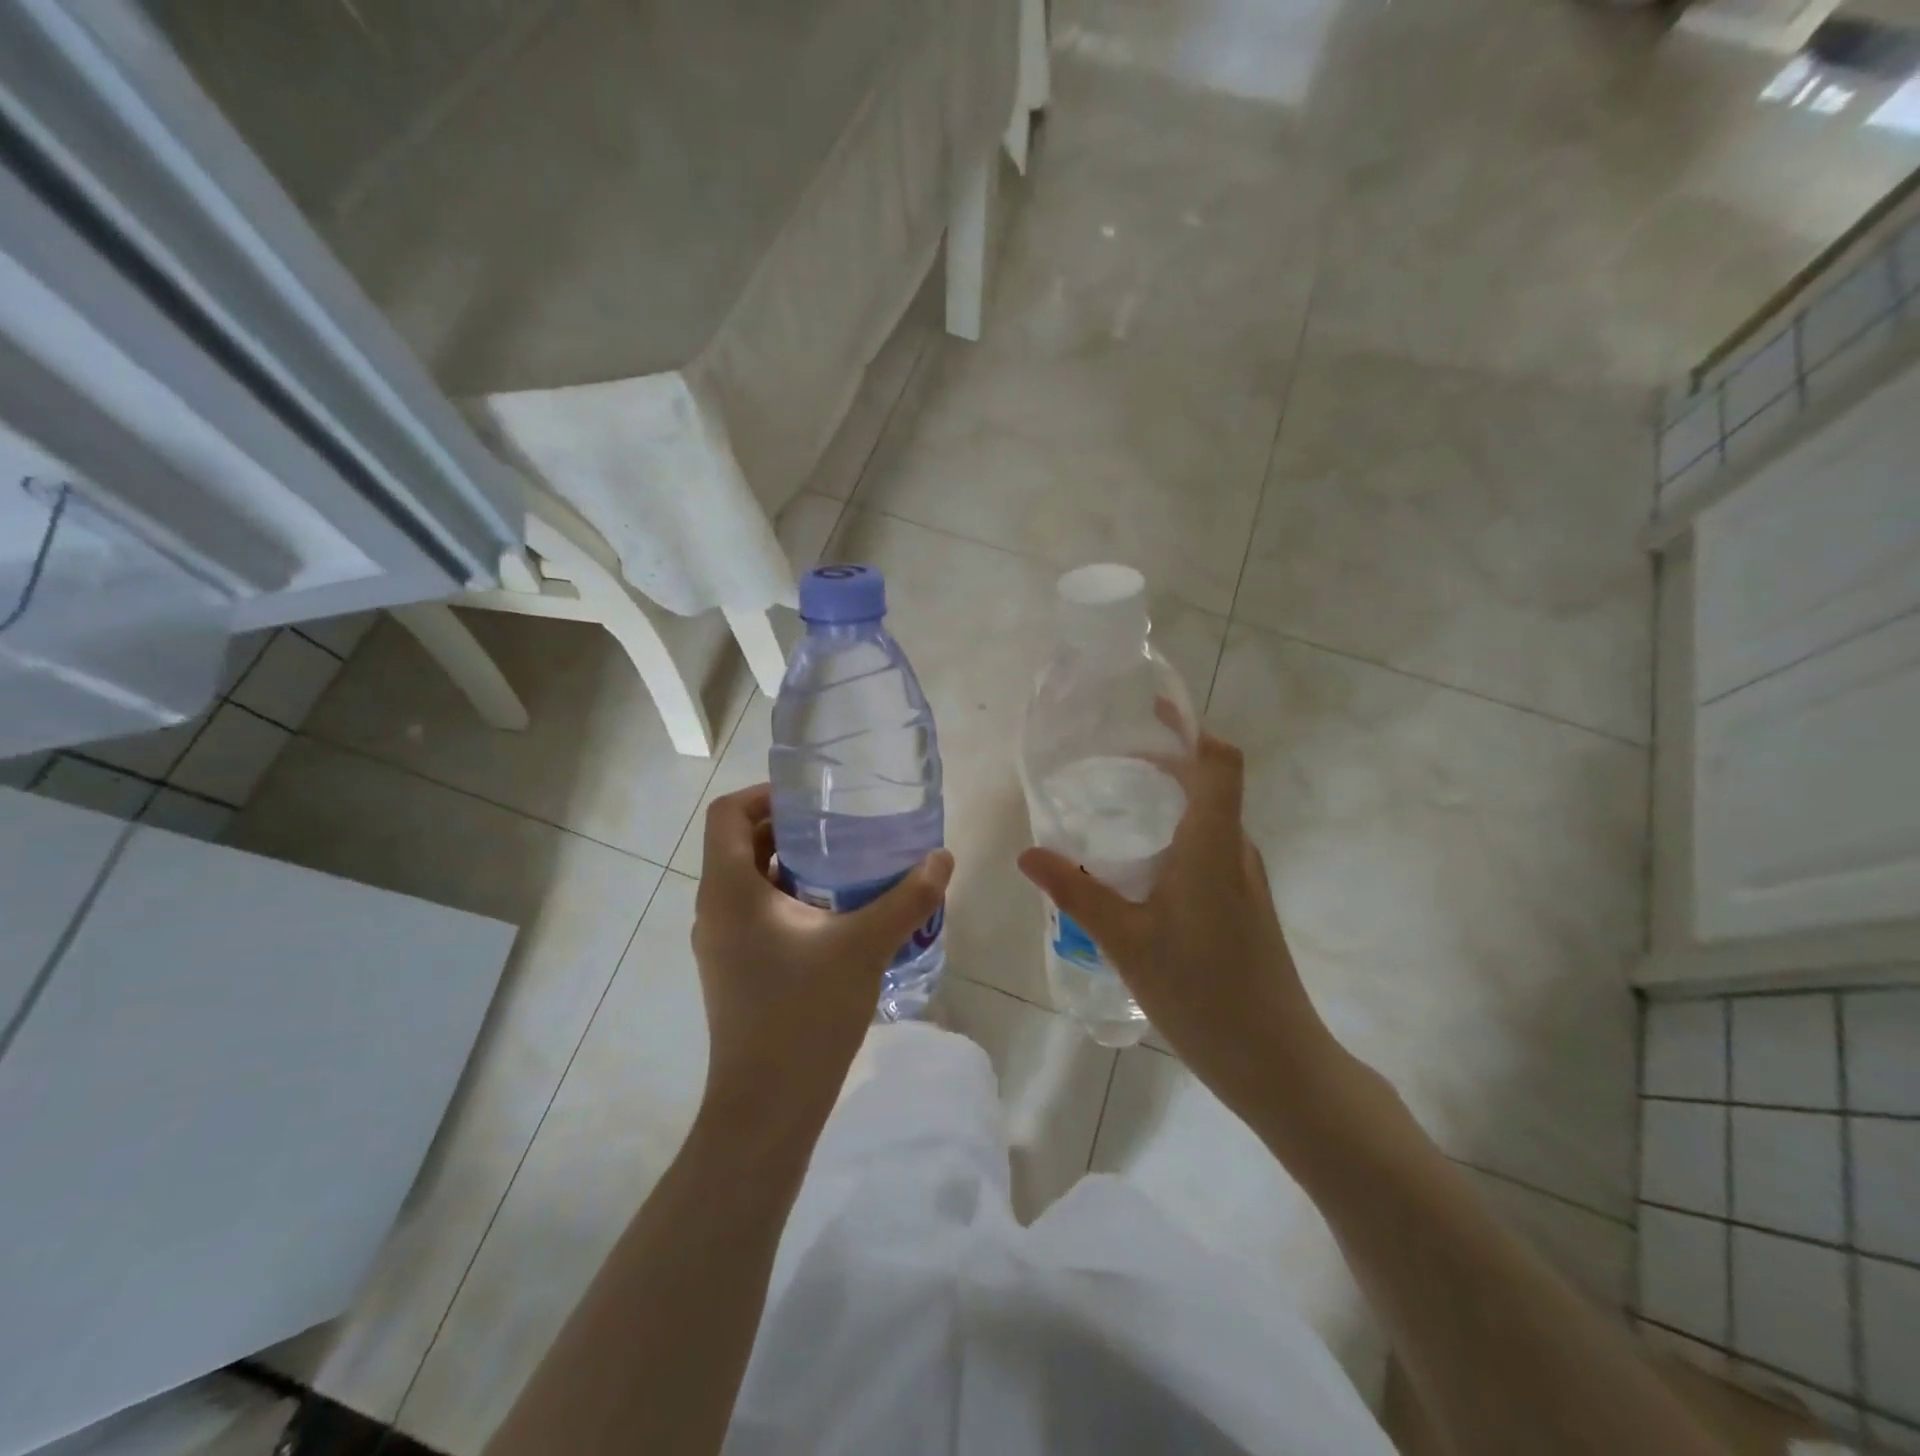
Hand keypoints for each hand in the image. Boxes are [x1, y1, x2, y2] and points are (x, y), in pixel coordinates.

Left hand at [692, 784, 953, 1135]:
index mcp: (729, 890)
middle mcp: (715, 909)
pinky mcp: (735, 970)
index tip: (812, 797)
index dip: (764, 793)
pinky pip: (757, 913)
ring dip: (792, 865)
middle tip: (842, 824)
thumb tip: (942, 857)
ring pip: (750, 881)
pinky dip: (790, 899)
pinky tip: (838, 914)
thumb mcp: (864, 947)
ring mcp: (722, 943)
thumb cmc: (804, 1014)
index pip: (727, 814)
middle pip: (740, 844)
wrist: (767, 1109)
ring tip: (847, 863)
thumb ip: (907, 898)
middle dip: (789, 828)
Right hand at [1017, 733, 1339, 1116]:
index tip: (1151, 712)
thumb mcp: (1126, 941)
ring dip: (1169, 803)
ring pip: (1209, 821)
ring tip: (1115, 811)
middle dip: (1165, 764)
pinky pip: (1209, 851)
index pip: (1219, 763)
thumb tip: (1028, 853)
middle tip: (1109, 764)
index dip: (1191, 729)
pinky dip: (1176, 838)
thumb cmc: (1202, 993)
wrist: (1277, 1061)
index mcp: (1212, 845)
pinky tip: (1138, 871)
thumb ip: (1077, 892)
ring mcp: (1245, 880)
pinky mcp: (1244, 906)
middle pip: (1210, 785)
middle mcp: (1235, 851)